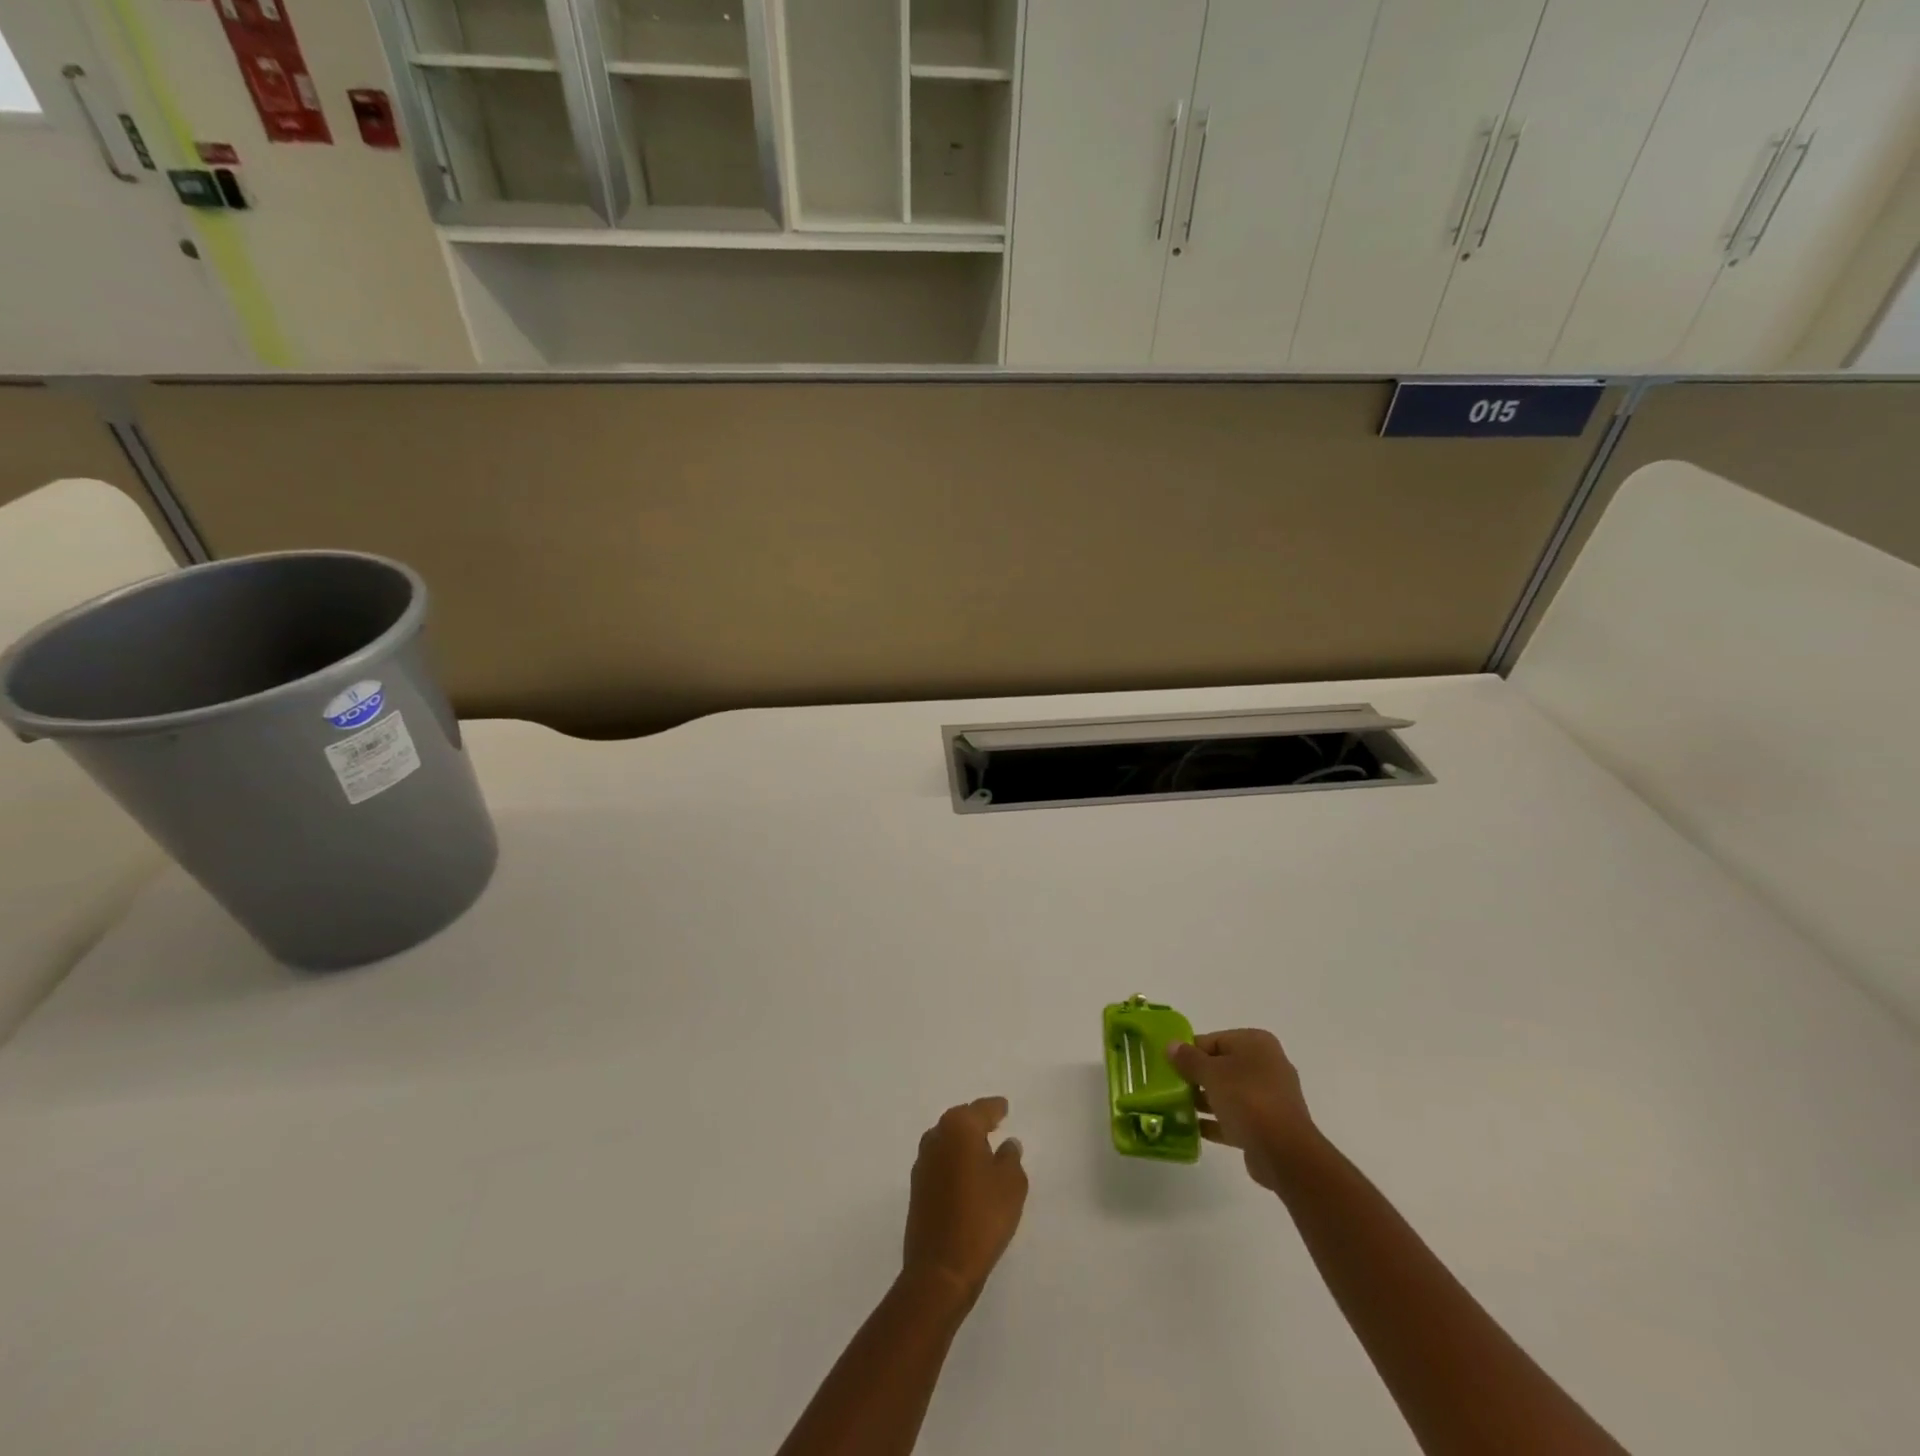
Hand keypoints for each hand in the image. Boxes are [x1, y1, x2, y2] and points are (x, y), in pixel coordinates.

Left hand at [902, 1097, 1027, 1305]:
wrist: (940, 1269)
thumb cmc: (982, 1218)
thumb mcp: (1011, 1185)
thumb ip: (1011, 1158)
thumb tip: (1007, 1144)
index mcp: (959, 1127)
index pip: (982, 1109)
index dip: (996, 1108)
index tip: (1005, 1107)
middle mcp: (936, 1136)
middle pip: (960, 1119)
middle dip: (977, 1121)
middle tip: (994, 1124)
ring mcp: (922, 1162)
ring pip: (947, 1140)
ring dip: (963, 1142)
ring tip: (982, 1149)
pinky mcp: (917, 1187)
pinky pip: (940, 1161)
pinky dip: (954, 1161)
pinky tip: (966, 1174)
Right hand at [1167, 1030, 1318, 1191]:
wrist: (1285, 1153)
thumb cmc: (1247, 1099)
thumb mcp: (1211, 1074)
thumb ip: (1189, 1059)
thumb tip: (1171, 1045)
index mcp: (1256, 1043)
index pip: (1214, 1040)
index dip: (1189, 1051)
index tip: (1168, 1065)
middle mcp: (1266, 1065)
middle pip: (1221, 1066)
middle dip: (1196, 1077)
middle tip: (1170, 1086)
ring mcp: (1270, 1097)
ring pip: (1229, 1093)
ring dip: (1204, 1100)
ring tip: (1176, 1108)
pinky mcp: (1268, 1125)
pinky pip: (1236, 1117)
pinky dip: (1216, 1120)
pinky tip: (1193, 1128)